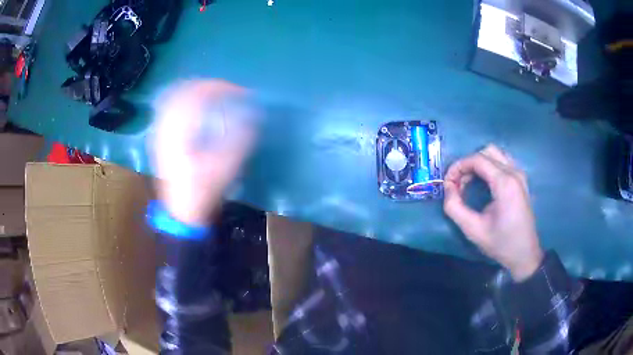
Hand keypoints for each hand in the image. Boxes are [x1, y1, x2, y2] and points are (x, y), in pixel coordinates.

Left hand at [151, 80, 255, 225]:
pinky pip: (170, 107)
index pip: (198, 95)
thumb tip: (254, 115)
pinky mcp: (160, 137)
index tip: (240, 93)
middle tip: (228, 89)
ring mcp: (160, 131)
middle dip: (208, 85)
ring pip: (174, 96)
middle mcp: (166, 127)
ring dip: (196, 90)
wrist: (182, 211)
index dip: (221, 88)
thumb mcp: (226, 166)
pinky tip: (197, 106)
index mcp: (180, 133)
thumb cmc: (203, 191)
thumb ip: (241, 137)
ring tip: (215, 93)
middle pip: (183, 90)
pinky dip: (186, 100)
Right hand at [443, 145, 543, 281]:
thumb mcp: (473, 229)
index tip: (447, 183)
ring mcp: (520, 174)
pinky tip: (484, 184)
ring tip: (469, 183)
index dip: (458, 166)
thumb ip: (454, 207)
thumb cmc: (500, 243)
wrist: (525, 254)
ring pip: (495, 154)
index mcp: (505, 183)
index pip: (477, 159)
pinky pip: (503, 161)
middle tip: (458, 184)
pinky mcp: (522, 180)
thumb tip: (448, 187)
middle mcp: (514, 172)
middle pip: (486, 152)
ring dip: (479, 164)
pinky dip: (489, 166)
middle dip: (468, 164)